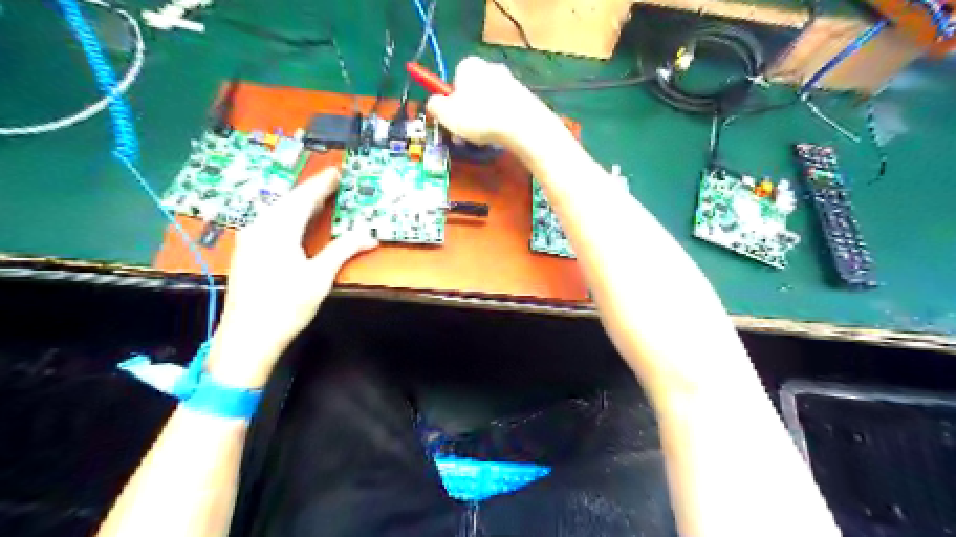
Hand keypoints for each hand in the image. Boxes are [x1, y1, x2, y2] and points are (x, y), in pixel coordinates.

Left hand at [206, 165, 375, 386]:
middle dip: (311, 190)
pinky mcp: (247, 252)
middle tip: (332, 182)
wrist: (248, 337)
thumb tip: (369, 236)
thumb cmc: (286, 306)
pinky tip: (296, 221)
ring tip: (318, 198)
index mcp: (277, 230)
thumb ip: (343, 250)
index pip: (304, 198)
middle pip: (288, 201)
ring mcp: (249, 240)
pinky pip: (270, 222)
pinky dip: (288, 216)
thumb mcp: (319, 277)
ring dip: (299, 203)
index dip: (322, 184)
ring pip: (277, 211)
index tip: (337, 171)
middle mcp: (259, 227)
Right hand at [428, 56, 561, 147]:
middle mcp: (490, 67)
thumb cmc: (478, 117)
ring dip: (483, 120)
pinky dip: (500, 122)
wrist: (521, 124)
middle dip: (467, 114)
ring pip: (489, 103)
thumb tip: (434, 103)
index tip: (452, 121)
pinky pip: (505, 111)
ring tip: (484, 139)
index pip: (453, 81)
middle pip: (472, 92)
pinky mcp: (525, 97)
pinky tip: (501, 136)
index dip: (450, 103)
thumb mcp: (445, 114)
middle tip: (465, 135)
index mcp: (469, 65)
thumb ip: (434, 106)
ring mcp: (510, 81)